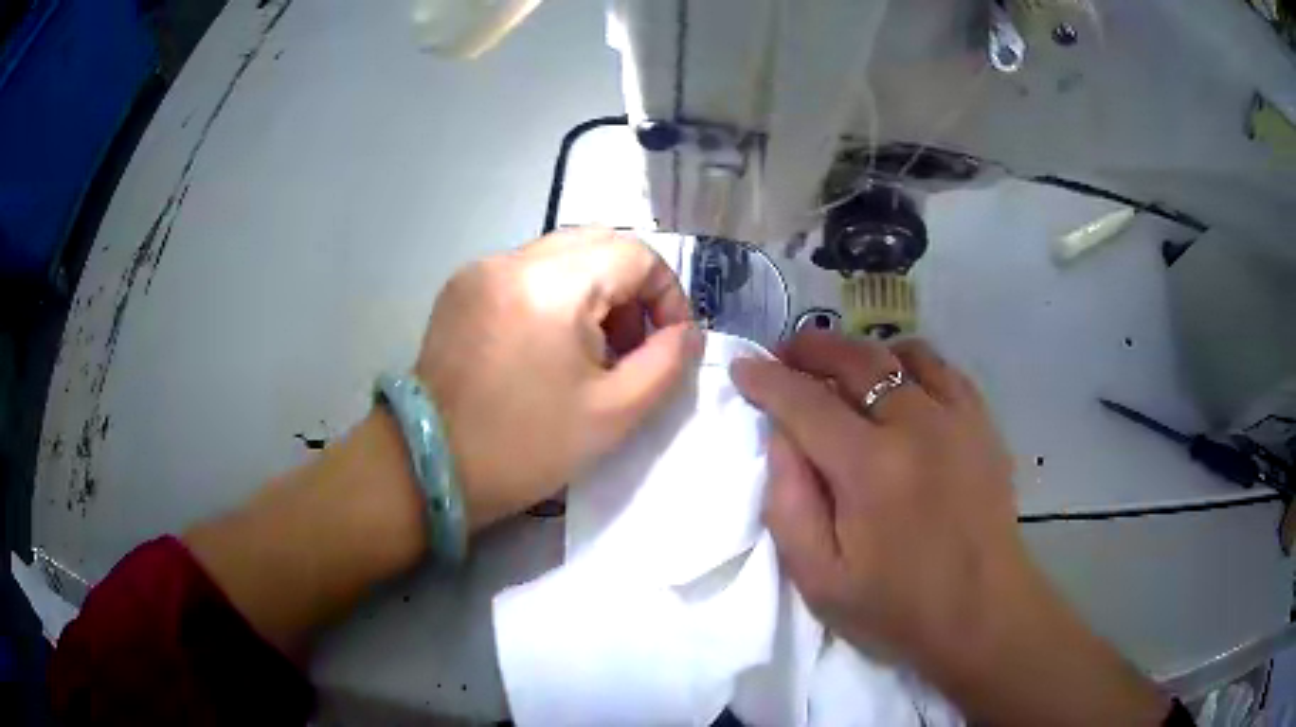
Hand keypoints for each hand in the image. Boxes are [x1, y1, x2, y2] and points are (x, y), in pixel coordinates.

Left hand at [417, 227, 702, 529]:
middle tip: (631, 346)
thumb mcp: (613, 414)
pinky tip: (547, 346)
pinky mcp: (460, 287)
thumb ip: (667, 364)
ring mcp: (480, 269)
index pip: (635, 253)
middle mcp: (512, 259)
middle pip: (598, 244)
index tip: (669, 342)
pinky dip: (554, 296)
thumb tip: (687, 333)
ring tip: (591, 351)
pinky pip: (525, 272)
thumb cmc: (525, 448)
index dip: (667, 294)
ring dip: (592, 291)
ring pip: (561, 255)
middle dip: (630, 290)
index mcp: (552, 284)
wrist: (430, 467)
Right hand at [731, 331, 1168, 725]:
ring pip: (901, 353)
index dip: (766, 380)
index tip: (743, 368)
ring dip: (862, 353)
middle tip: (785, 355)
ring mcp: (956, 418)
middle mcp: (915, 425)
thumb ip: (789, 504)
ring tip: (842, 371)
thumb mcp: (819, 579)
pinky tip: (900, 385)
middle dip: (810, 348)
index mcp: (869, 467)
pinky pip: (943, 368)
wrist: (982, 613)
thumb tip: (779, 438)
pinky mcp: (982, 423)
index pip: (804, 402)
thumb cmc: (897, 606)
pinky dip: (910, 363)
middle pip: (855, 359)